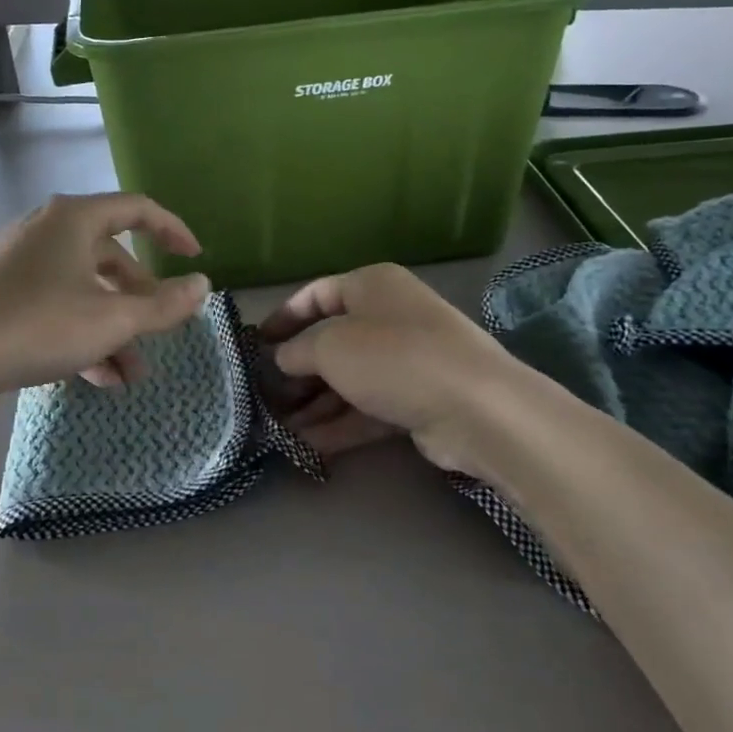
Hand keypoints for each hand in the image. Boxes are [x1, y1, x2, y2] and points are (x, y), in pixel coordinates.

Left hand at [0, 192, 209, 415]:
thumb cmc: (38, 325)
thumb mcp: (112, 319)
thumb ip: (163, 304)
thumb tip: (202, 285)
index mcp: (73, 219)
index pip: (137, 209)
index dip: (173, 230)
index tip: (195, 258)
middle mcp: (46, 231)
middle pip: (110, 257)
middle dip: (140, 300)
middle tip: (160, 332)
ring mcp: (19, 264)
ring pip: (84, 290)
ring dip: (113, 329)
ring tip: (131, 375)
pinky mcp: (1, 296)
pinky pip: (55, 308)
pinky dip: (82, 335)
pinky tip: (97, 378)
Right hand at [258, 263, 515, 472]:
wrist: (475, 407)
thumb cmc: (393, 357)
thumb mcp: (330, 346)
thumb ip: (297, 350)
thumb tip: (282, 359)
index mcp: (372, 286)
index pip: (317, 294)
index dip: (284, 317)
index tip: (257, 343)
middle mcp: (390, 317)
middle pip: (332, 341)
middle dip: (298, 370)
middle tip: (266, 394)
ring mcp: (407, 360)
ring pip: (349, 379)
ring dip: (315, 403)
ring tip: (278, 426)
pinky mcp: (417, 400)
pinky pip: (369, 408)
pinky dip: (339, 424)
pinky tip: (307, 445)